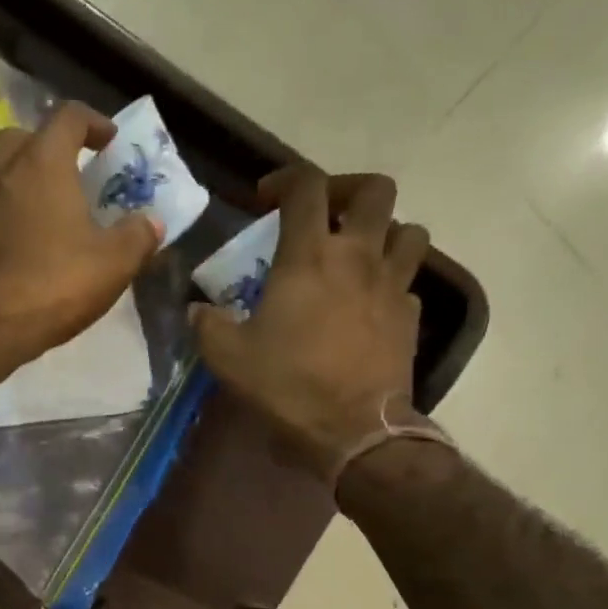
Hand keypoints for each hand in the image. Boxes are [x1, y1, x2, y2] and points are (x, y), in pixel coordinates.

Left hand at [0, 102, 163, 353]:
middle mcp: (0, 166)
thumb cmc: (53, 283)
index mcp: (43, 160)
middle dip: (47, 149)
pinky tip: (5, 238)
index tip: (108, 141)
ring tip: (37, 208)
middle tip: (68, 176)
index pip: (69, 116)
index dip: (93, 123)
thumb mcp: (112, 264)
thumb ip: (137, 237)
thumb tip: (151, 223)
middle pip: (23, 138)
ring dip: (16, 180)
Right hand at [191, 167, 427, 481]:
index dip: (284, 179)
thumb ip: (207, 325)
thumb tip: (197, 310)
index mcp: (309, 256)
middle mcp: (358, 256)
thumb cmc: (288, 385)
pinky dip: (391, 281)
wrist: (353, 429)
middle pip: (375, 190)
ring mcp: (392, 285)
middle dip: (347, 189)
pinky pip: (408, 281)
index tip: (265, 198)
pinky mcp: (411, 317)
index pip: (306, 186)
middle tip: (323, 213)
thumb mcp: (227, 358)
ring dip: (383, 231)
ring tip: (358, 253)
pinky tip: (370, 303)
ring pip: (408, 229)